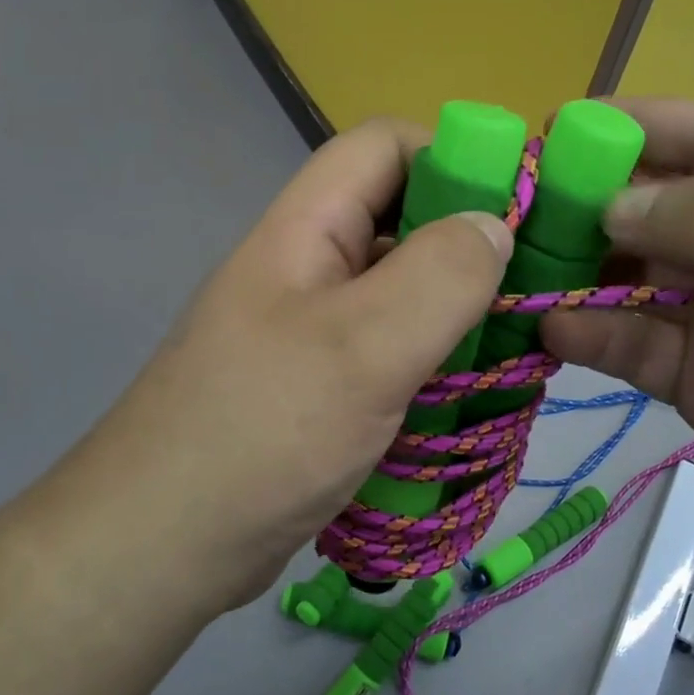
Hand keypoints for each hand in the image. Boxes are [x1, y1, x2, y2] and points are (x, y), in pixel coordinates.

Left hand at [66, 120, 512, 610]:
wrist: (161, 547)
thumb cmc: (262, 434)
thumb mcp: (362, 346)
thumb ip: (438, 276)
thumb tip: (495, 225)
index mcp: (306, 229)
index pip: (383, 147)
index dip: (453, 159)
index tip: (518, 212)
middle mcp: (308, 267)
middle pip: (399, 220)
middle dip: (468, 244)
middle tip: (531, 289)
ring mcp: (313, 330)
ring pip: (401, 292)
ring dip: (458, 311)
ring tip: (515, 346)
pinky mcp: (321, 386)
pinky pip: (391, 350)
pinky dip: (434, 359)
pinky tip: (471, 392)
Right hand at [540, 98, 693, 579]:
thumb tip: (609, 204)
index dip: (637, 126)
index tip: (556, 132)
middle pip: (657, 207)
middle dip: (588, 203)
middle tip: (512, 211)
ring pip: (630, 276)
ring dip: (575, 271)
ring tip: (513, 272)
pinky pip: (629, 344)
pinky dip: (586, 334)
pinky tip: (546, 332)